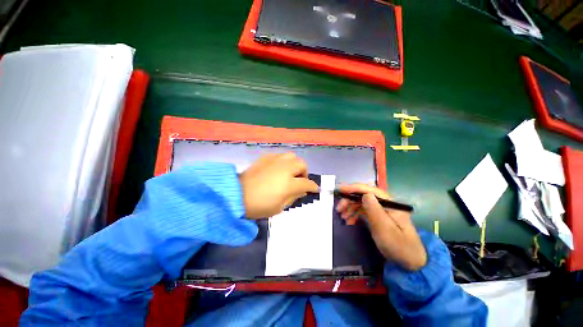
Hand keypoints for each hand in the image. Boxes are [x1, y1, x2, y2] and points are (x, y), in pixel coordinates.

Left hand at [240, 153, 318, 218]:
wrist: (236, 195)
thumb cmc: (259, 206)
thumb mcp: (279, 208)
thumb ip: (293, 197)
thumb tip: (302, 190)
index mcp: (288, 184)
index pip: (306, 183)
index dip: (312, 186)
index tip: (314, 189)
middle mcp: (284, 169)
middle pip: (302, 164)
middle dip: (304, 173)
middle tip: (299, 181)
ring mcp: (274, 161)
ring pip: (291, 156)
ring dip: (294, 165)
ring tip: (289, 172)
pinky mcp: (265, 158)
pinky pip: (279, 156)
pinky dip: (282, 162)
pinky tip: (277, 169)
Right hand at [336, 184, 426, 270]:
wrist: (410, 262)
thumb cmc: (399, 246)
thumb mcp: (385, 230)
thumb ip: (374, 211)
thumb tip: (365, 194)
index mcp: (390, 204)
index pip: (370, 190)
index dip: (354, 188)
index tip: (340, 189)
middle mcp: (385, 204)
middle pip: (364, 196)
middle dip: (350, 200)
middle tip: (338, 209)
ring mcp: (382, 210)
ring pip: (362, 203)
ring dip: (350, 207)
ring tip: (342, 216)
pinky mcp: (378, 217)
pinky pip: (363, 211)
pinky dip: (354, 214)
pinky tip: (349, 220)